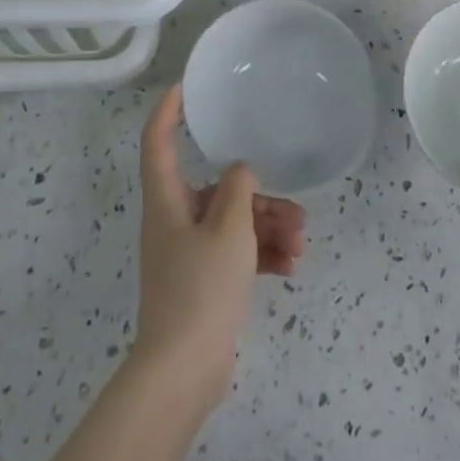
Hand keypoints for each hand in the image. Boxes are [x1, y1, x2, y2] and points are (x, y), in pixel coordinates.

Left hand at [134, 86, 306, 406]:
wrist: (183, 373)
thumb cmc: (200, 288)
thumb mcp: (229, 228)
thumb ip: (238, 188)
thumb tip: (240, 170)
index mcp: (167, 200)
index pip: (158, 140)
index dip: (169, 110)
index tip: (188, 87)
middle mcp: (175, 220)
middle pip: (217, 190)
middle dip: (258, 196)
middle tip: (295, 209)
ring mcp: (189, 253)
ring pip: (233, 222)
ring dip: (268, 227)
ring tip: (301, 241)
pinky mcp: (204, 281)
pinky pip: (236, 254)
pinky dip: (262, 255)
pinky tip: (292, 266)